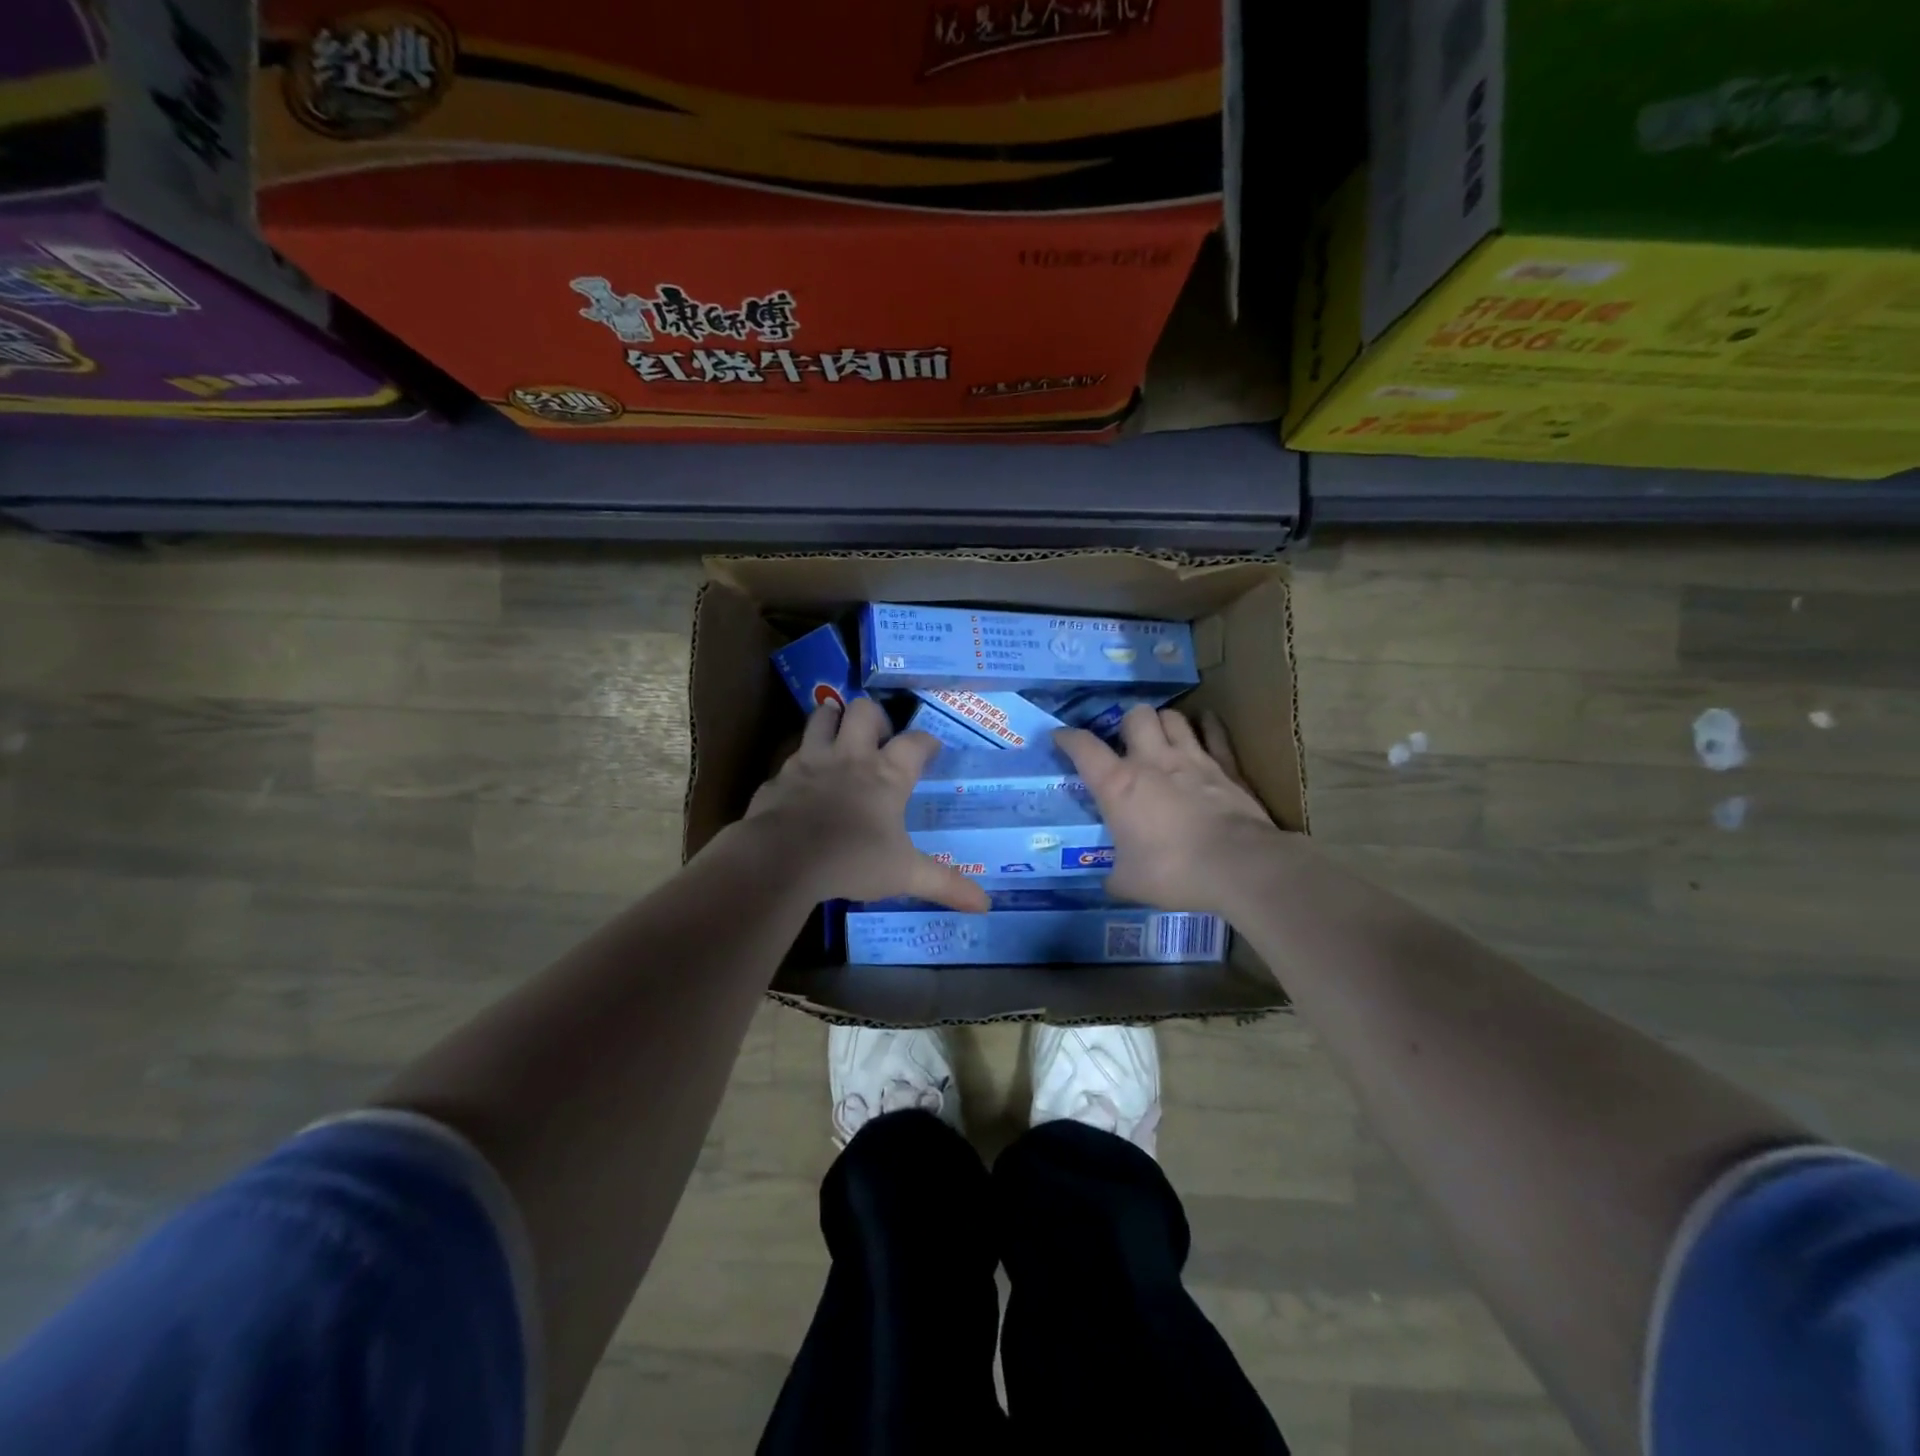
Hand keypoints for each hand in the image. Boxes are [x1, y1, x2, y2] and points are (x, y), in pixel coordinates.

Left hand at [743, 697, 989, 912]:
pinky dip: (799, 763)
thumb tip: (986, 905)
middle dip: (875, 718)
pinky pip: (790, 757)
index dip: (926, 742)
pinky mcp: (779, 776)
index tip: (930, 749)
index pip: (915, 742)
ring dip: (833, 720)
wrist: (783, 859)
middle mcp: (850, 757)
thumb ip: (945, 884)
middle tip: (879, 739)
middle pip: (865, 711)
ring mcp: (811, 761)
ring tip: (840, 738)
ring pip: (822, 717)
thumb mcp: (905, 875)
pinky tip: (802, 783)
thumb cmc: (852, 860)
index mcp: (887, 775)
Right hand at [1054, 705, 1284, 914]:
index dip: (1067, 738)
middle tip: (1127, 744)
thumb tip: (1109, 882)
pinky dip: (1208, 727)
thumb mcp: (1129, 883)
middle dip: (1127, 724)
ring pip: (1173, 717)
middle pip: (1135, 716)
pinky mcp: (1226, 766)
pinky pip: (1215, 732)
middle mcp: (1152, 761)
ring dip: (1163, 723)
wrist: (1239, 866)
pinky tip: (1205, 726)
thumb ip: (1114, 877)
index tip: (1060, 737)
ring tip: (1161, 738)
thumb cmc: (1174, 872)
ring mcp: (1192, 759)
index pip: (1083, 747)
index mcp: (1118, 785)